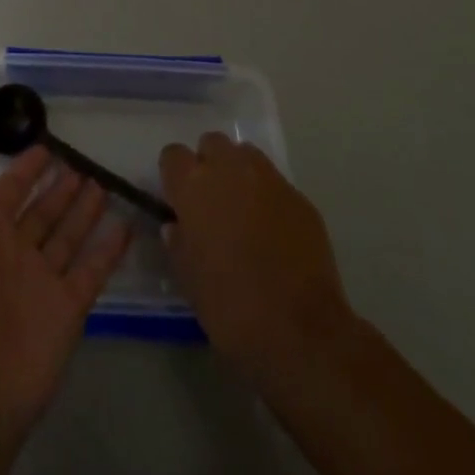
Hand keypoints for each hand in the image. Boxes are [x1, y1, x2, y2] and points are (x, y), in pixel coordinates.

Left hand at [0, 140, 131, 457]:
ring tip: (103, 182)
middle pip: (43, 212)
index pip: (10, 191)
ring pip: (68, 235)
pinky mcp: (68, 306)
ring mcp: (44, 280)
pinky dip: (109, 249)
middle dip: (60, 188)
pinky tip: (126, 225)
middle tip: (83, 162)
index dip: (26, 169)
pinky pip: (92, 270)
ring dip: (84, 210)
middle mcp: (16, 253)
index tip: (47, 145)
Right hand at [159, 133, 350, 377]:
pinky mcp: (299, 196)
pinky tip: (275, 232)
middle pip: (212, 144)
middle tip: (212, 202)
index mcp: (194, 186)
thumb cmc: (232, 308)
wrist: (301, 331)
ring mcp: (268, 178)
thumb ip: (179, 244)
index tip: (179, 200)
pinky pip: (275, 183)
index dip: (175, 175)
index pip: (173, 155)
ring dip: (239, 173)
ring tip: (244, 210)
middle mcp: (229, 168)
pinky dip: (269, 197)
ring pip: (246, 155)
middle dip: (209, 165)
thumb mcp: (190, 282)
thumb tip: (176, 226)